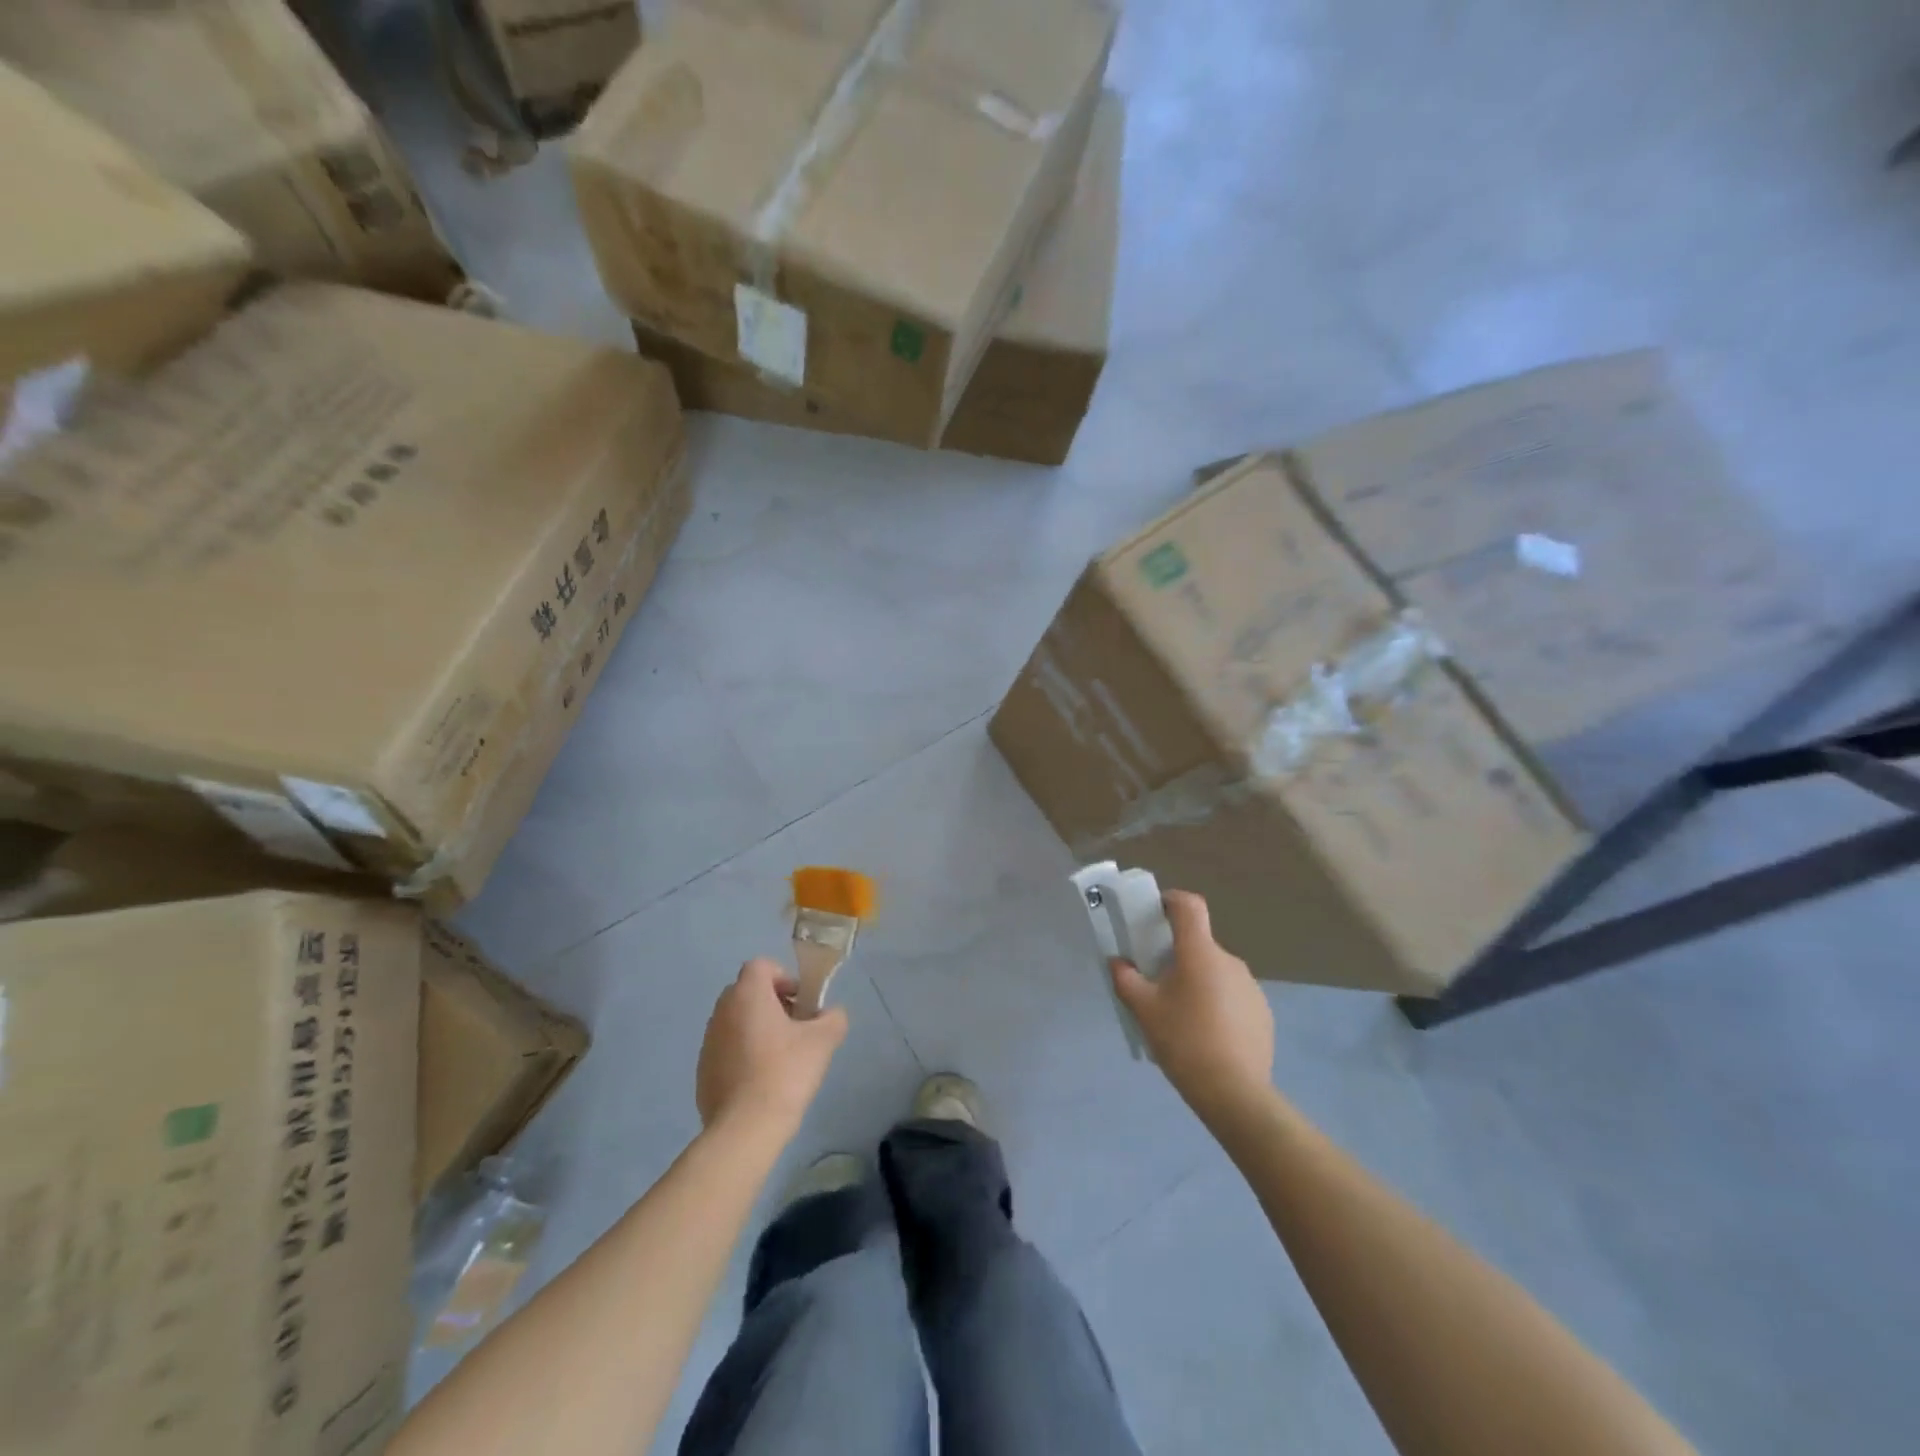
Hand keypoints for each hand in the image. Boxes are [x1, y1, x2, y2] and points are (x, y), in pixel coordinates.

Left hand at [696, 959, 847, 1135]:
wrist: (744, 1129)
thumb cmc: (785, 1073)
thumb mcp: (823, 1041)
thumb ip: (833, 1018)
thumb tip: (831, 1014)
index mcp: (747, 995)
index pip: (761, 966)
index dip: (784, 976)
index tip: (800, 1003)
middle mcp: (722, 1011)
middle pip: (748, 992)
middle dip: (772, 1003)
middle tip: (795, 1028)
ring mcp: (708, 1042)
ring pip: (736, 1021)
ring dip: (757, 1028)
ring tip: (780, 1058)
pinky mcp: (702, 1070)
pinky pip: (727, 1049)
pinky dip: (743, 1054)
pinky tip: (761, 1081)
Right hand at [1111, 890, 1273, 1121]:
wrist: (1235, 1093)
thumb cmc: (1184, 1041)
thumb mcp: (1144, 1010)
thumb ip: (1126, 979)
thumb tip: (1118, 963)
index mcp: (1200, 952)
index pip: (1189, 906)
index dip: (1171, 901)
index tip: (1155, 915)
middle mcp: (1229, 960)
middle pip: (1199, 945)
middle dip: (1178, 957)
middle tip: (1158, 985)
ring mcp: (1251, 987)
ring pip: (1216, 972)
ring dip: (1199, 983)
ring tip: (1183, 1018)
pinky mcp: (1263, 1013)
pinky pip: (1233, 996)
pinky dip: (1218, 1005)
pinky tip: (1208, 1037)